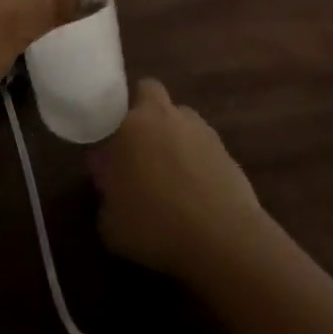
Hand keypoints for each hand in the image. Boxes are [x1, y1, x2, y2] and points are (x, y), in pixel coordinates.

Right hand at [90, 78, 262, 280]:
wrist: (223, 241)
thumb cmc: (156, 227)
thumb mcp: (110, 226)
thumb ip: (105, 200)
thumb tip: (111, 193)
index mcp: (131, 124)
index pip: (115, 102)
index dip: (112, 123)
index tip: (111, 150)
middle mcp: (165, 116)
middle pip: (150, 92)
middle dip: (144, 111)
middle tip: (139, 148)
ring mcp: (200, 130)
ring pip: (181, 119)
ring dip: (174, 135)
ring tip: (173, 175)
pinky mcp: (227, 151)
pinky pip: (204, 147)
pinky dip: (199, 162)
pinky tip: (198, 194)